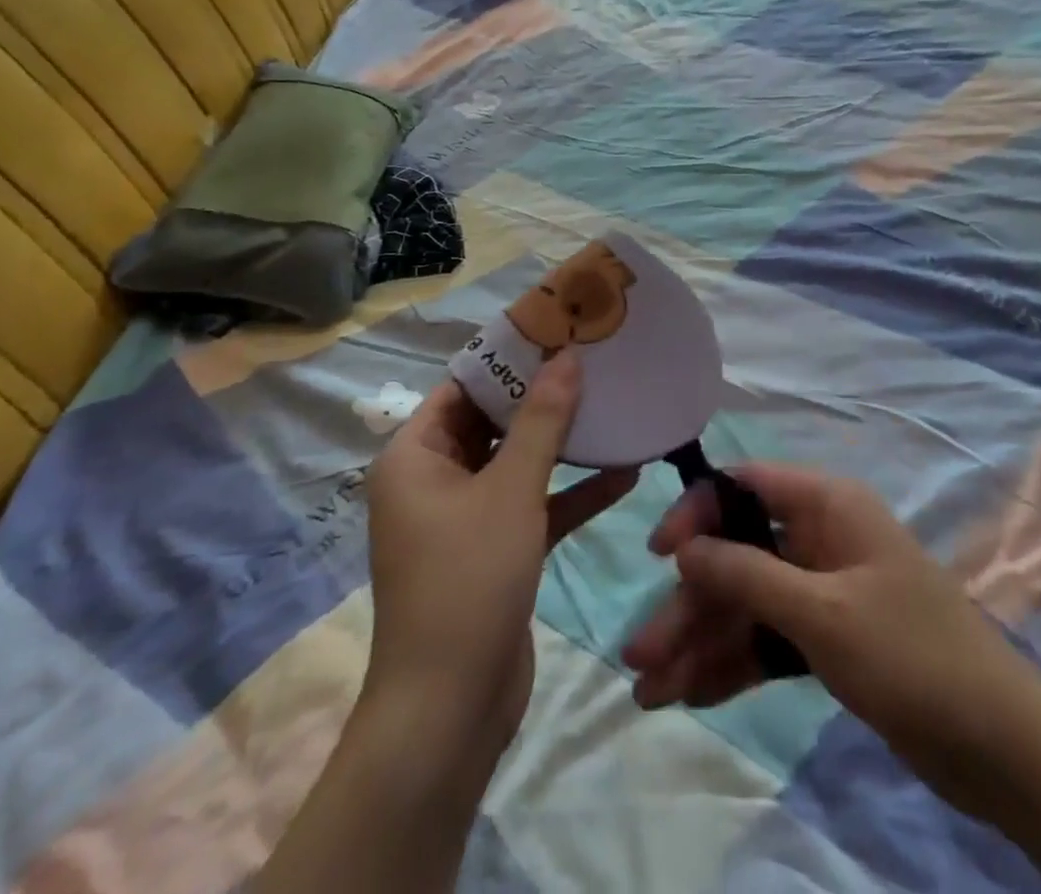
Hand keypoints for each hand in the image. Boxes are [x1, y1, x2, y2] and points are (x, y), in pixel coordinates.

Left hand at [363, 354, 637, 761]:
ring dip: (563, 443)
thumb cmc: (468, 580)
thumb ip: (543, 420)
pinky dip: (570, 491)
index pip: (462, 386)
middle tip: (594, 361)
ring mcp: (464, 518)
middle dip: (543, 396)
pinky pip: (533, 506)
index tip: (557, 330)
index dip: (508, 358)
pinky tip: (625, 473)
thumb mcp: (510, 490)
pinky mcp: (494, 551)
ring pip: (517, 463)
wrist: (451, 710)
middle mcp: (434, 480)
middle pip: (493, 421)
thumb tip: (567, 356)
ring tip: (614, 406)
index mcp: (415, 456)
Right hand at [623, 465, 998, 753]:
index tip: (659, 555)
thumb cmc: (912, 656)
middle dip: (690, 604)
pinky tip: (692, 696)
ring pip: (748, 604)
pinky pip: (769, 639)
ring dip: (701, 642)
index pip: (745, 486)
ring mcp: (823, 590)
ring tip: (651, 692)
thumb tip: (684, 546)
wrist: (1003, 748)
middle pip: (738, 556)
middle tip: (640, 656)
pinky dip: (734, 664)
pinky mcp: (828, 638)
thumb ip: (748, 575)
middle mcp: (820, 537)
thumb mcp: (822, 613)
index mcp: (826, 505)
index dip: (697, 512)